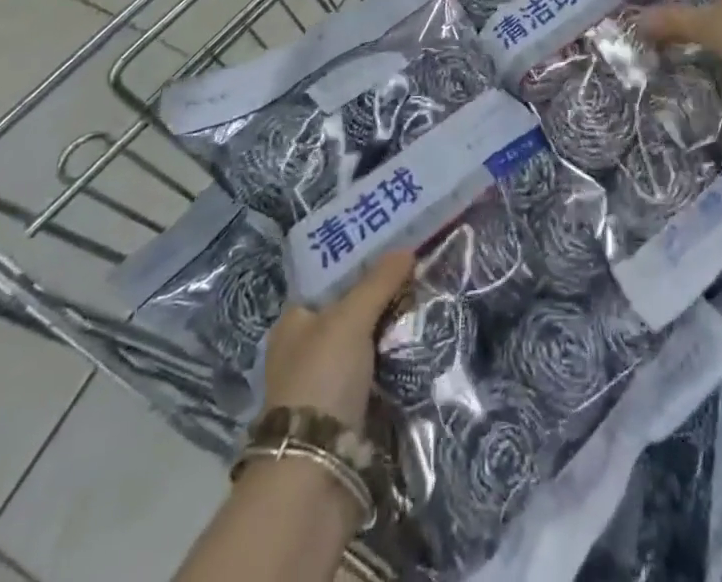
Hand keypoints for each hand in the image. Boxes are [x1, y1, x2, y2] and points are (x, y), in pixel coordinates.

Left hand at [261, 249, 414, 427]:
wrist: (316, 471)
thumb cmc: (322, 379)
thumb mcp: (350, 319)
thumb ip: (378, 282)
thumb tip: (407, 249)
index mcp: (294, 322)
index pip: (330, 280)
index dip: (361, 263)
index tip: (396, 250)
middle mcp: (306, 349)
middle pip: (352, 311)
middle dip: (383, 298)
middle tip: (419, 276)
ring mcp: (326, 383)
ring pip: (367, 344)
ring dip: (392, 332)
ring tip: (428, 306)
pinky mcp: (347, 413)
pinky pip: (377, 374)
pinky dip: (395, 364)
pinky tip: (421, 347)